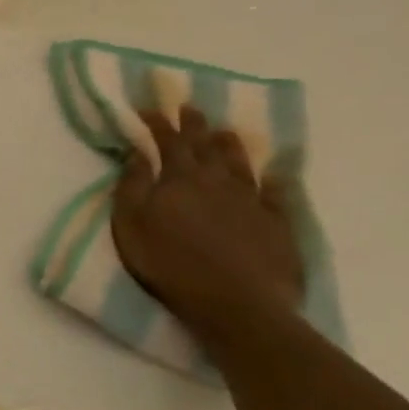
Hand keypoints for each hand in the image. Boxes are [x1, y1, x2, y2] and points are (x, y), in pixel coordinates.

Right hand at [111, 106, 301, 339]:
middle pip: (205, 146)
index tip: (149, 107)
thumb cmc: (170, 264)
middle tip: (190, 107)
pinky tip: (277, 173)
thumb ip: (131, 186)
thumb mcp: (131, 225)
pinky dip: (276, 180)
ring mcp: (251, 200)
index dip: (158, 123)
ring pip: (240, 163)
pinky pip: (277, 193)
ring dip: (230, 145)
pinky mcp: (277, 223)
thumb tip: (137, 152)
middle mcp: (217, 181)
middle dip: (194, 124)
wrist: (236, 302)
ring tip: (225, 131)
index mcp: (179, 179)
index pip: (167, 142)